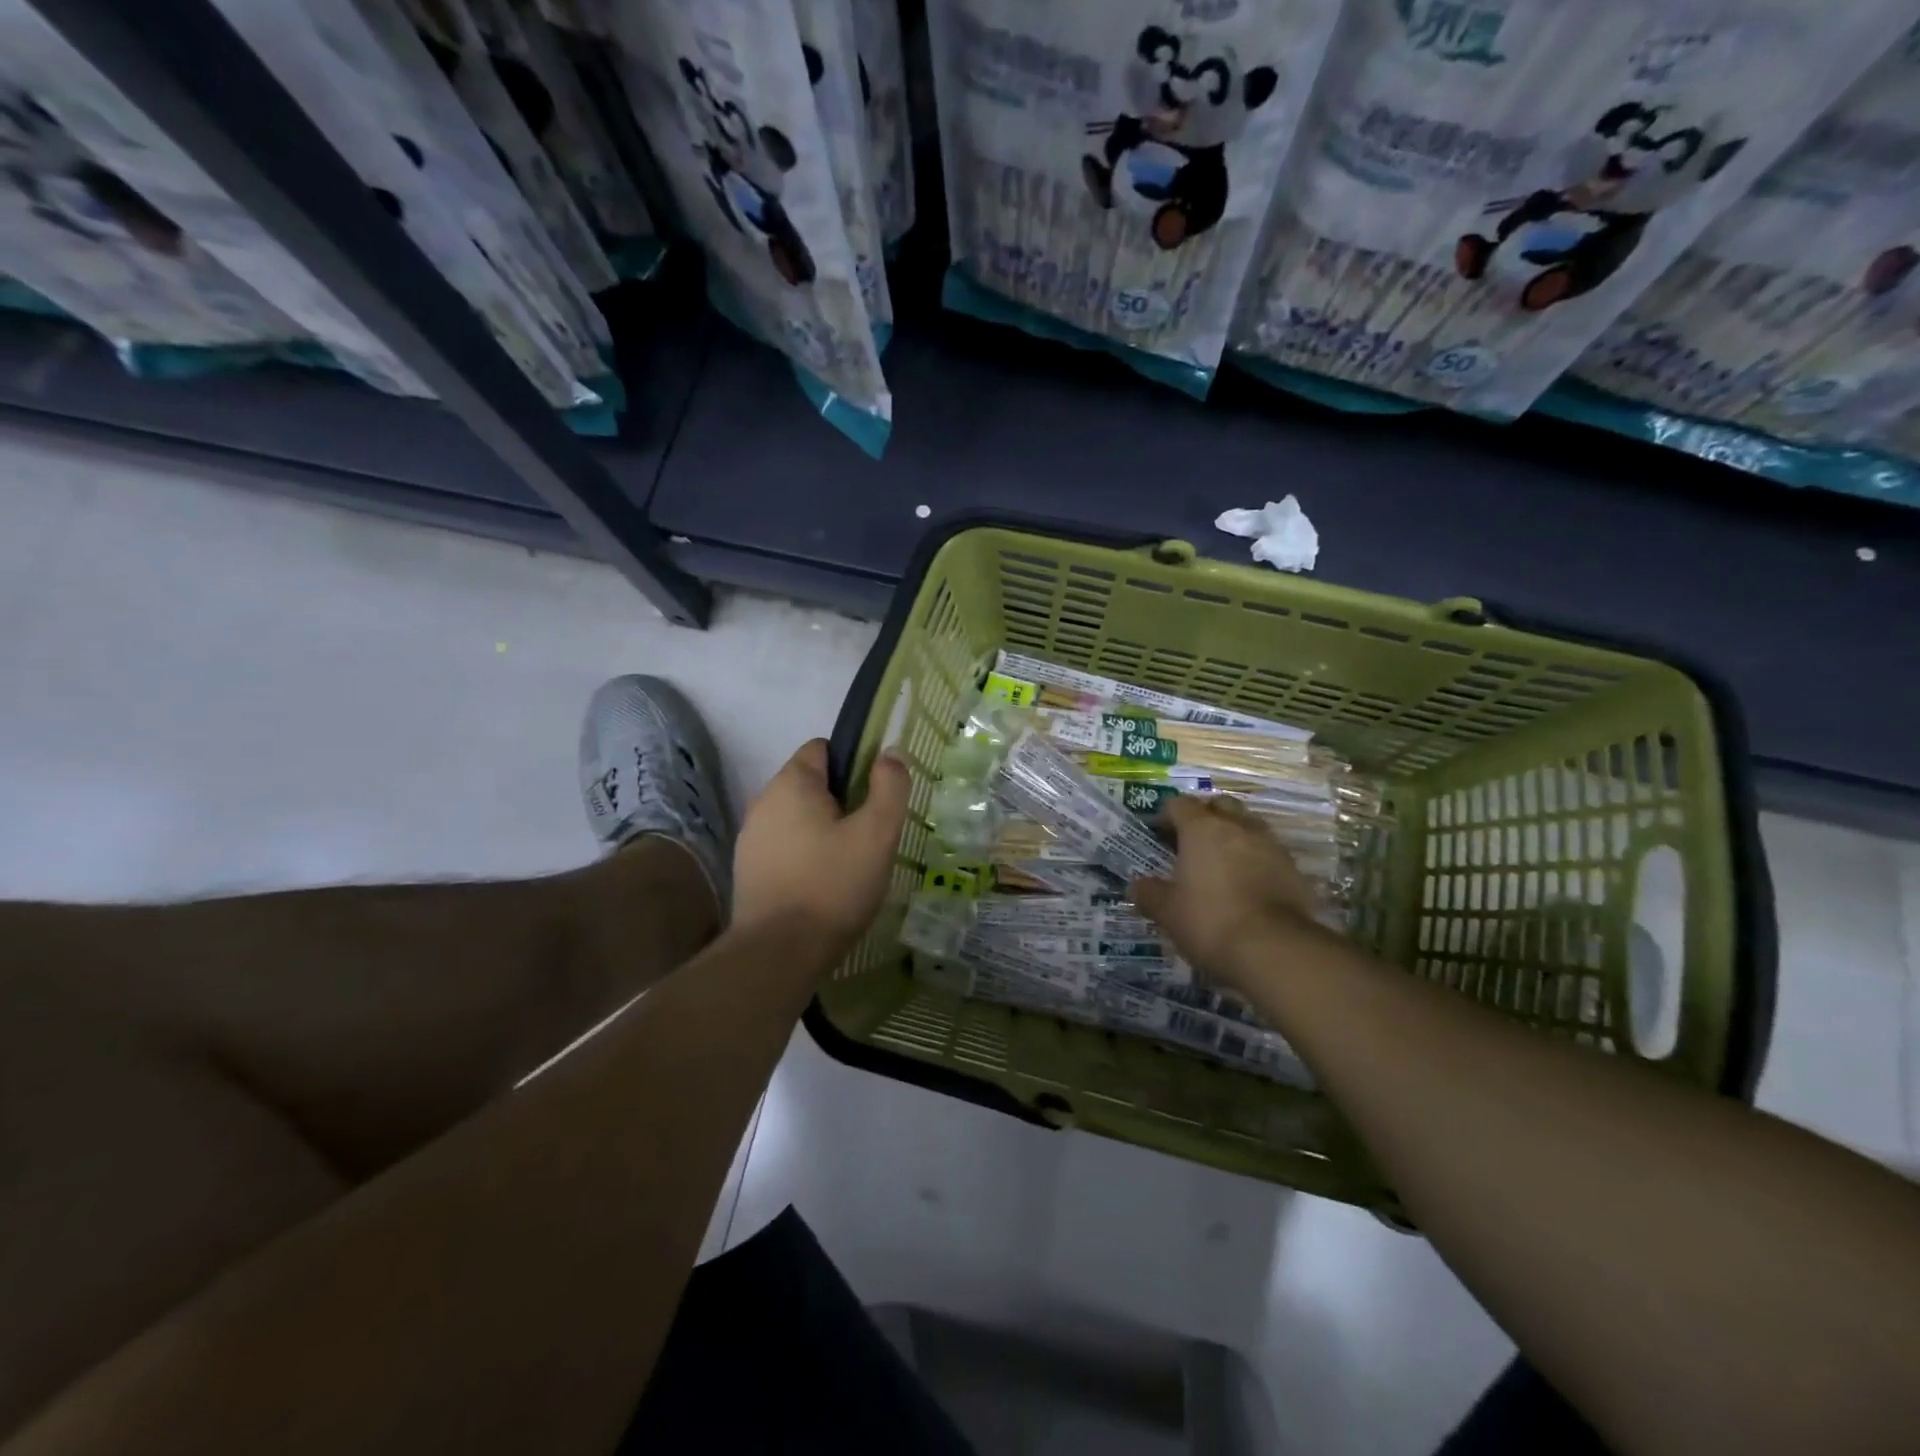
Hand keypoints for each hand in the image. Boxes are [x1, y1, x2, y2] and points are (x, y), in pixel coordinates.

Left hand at [732, 739, 909, 961]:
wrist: (778, 953)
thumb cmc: (833, 885)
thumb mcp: (877, 833)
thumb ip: (889, 787)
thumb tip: (890, 753)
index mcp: (791, 784)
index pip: (823, 748)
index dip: (854, 763)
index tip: (875, 796)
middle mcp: (763, 802)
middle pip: (811, 784)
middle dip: (842, 801)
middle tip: (870, 835)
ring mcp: (751, 838)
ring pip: (798, 818)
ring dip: (824, 831)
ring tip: (851, 864)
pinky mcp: (748, 870)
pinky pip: (785, 847)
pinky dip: (806, 855)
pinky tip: (824, 884)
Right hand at [1131, 797, 1321, 989]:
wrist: (1275, 949)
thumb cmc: (1209, 921)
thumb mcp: (1167, 912)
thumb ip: (1149, 893)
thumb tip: (1138, 885)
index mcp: (1202, 829)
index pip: (1180, 805)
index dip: (1166, 816)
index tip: (1159, 835)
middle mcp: (1238, 827)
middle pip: (1220, 806)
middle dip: (1205, 818)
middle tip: (1192, 843)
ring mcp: (1271, 845)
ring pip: (1249, 826)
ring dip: (1234, 837)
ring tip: (1221, 864)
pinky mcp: (1293, 869)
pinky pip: (1269, 853)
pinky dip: (1256, 861)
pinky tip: (1248, 886)